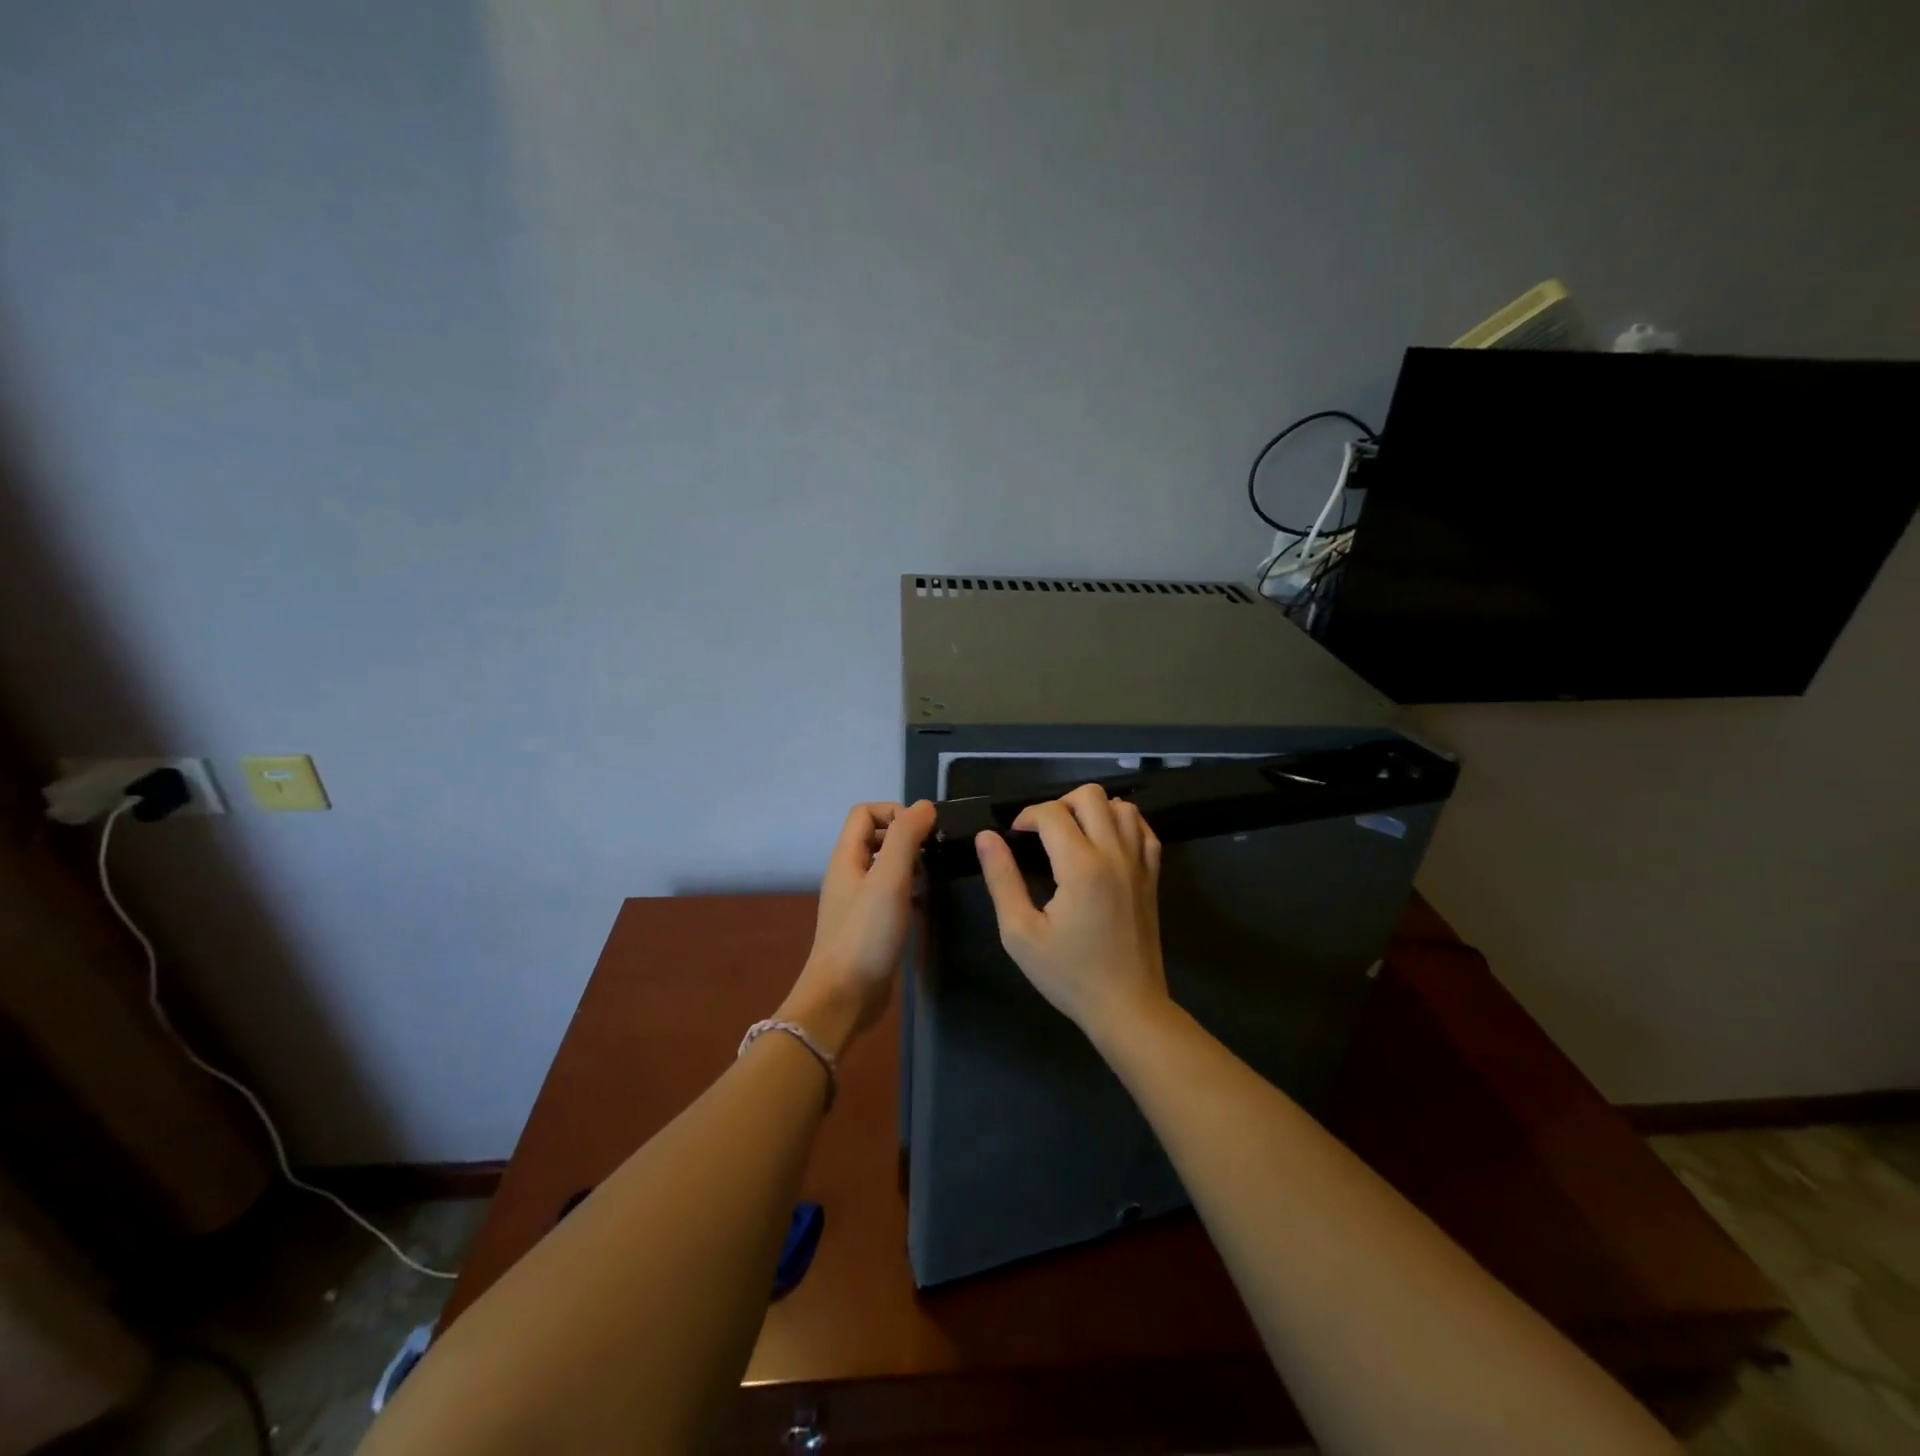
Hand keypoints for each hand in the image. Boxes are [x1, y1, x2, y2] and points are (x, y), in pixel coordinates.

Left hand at [779, 800, 935, 1056]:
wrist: (843, 998)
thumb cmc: (865, 934)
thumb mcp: (889, 879)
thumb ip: (904, 838)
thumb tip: (924, 805)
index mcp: (846, 857)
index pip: (865, 812)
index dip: (894, 812)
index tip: (923, 833)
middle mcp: (849, 874)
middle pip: (875, 837)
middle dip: (906, 836)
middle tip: (934, 853)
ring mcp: (857, 901)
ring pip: (884, 866)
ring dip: (910, 864)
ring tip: (935, 877)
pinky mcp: (869, 925)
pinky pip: (890, 894)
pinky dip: (909, 891)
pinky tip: (927, 905)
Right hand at [976, 784, 1170, 1045]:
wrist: (1127, 1006)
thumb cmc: (1068, 974)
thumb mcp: (1020, 933)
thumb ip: (1001, 880)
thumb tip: (986, 838)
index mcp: (1080, 866)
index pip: (1051, 813)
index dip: (1026, 816)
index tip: (1014, 837)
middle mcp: (1114, 854)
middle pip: (1090, 795)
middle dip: (1059, 804)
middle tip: (1042, 833)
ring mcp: (1139, 863)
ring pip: (1121, 806)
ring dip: (1093, 810)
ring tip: (1073, 835)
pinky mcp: (1153, 876)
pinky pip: (1144, 829)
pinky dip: (1123, 824)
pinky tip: (1105, 844)